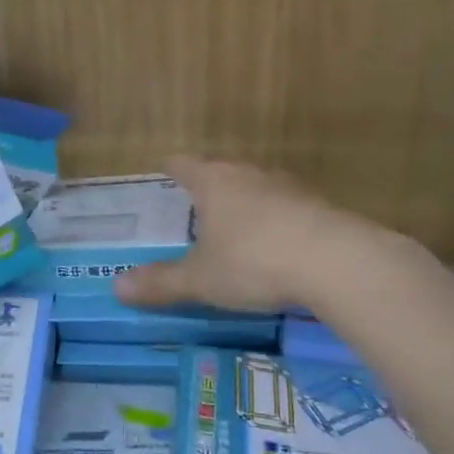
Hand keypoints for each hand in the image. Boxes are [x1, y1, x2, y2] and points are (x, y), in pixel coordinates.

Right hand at [114, 156, 397, 313]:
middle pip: (223, 171)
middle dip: (210, 186)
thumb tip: (116, 287)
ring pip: (258, 187)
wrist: (337, 262)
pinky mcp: (321, 206)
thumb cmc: (254, 261)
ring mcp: (289, 187)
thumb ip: (161, 282)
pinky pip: (289, 208)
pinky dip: (278, 221)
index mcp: (214, 182)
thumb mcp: (201, 279)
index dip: (173, 168)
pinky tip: (279, 245)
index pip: (184, 165)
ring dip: (247, 202)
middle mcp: (250, 175)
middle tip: (198, 205)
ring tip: (238, 226)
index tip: (166, 169)